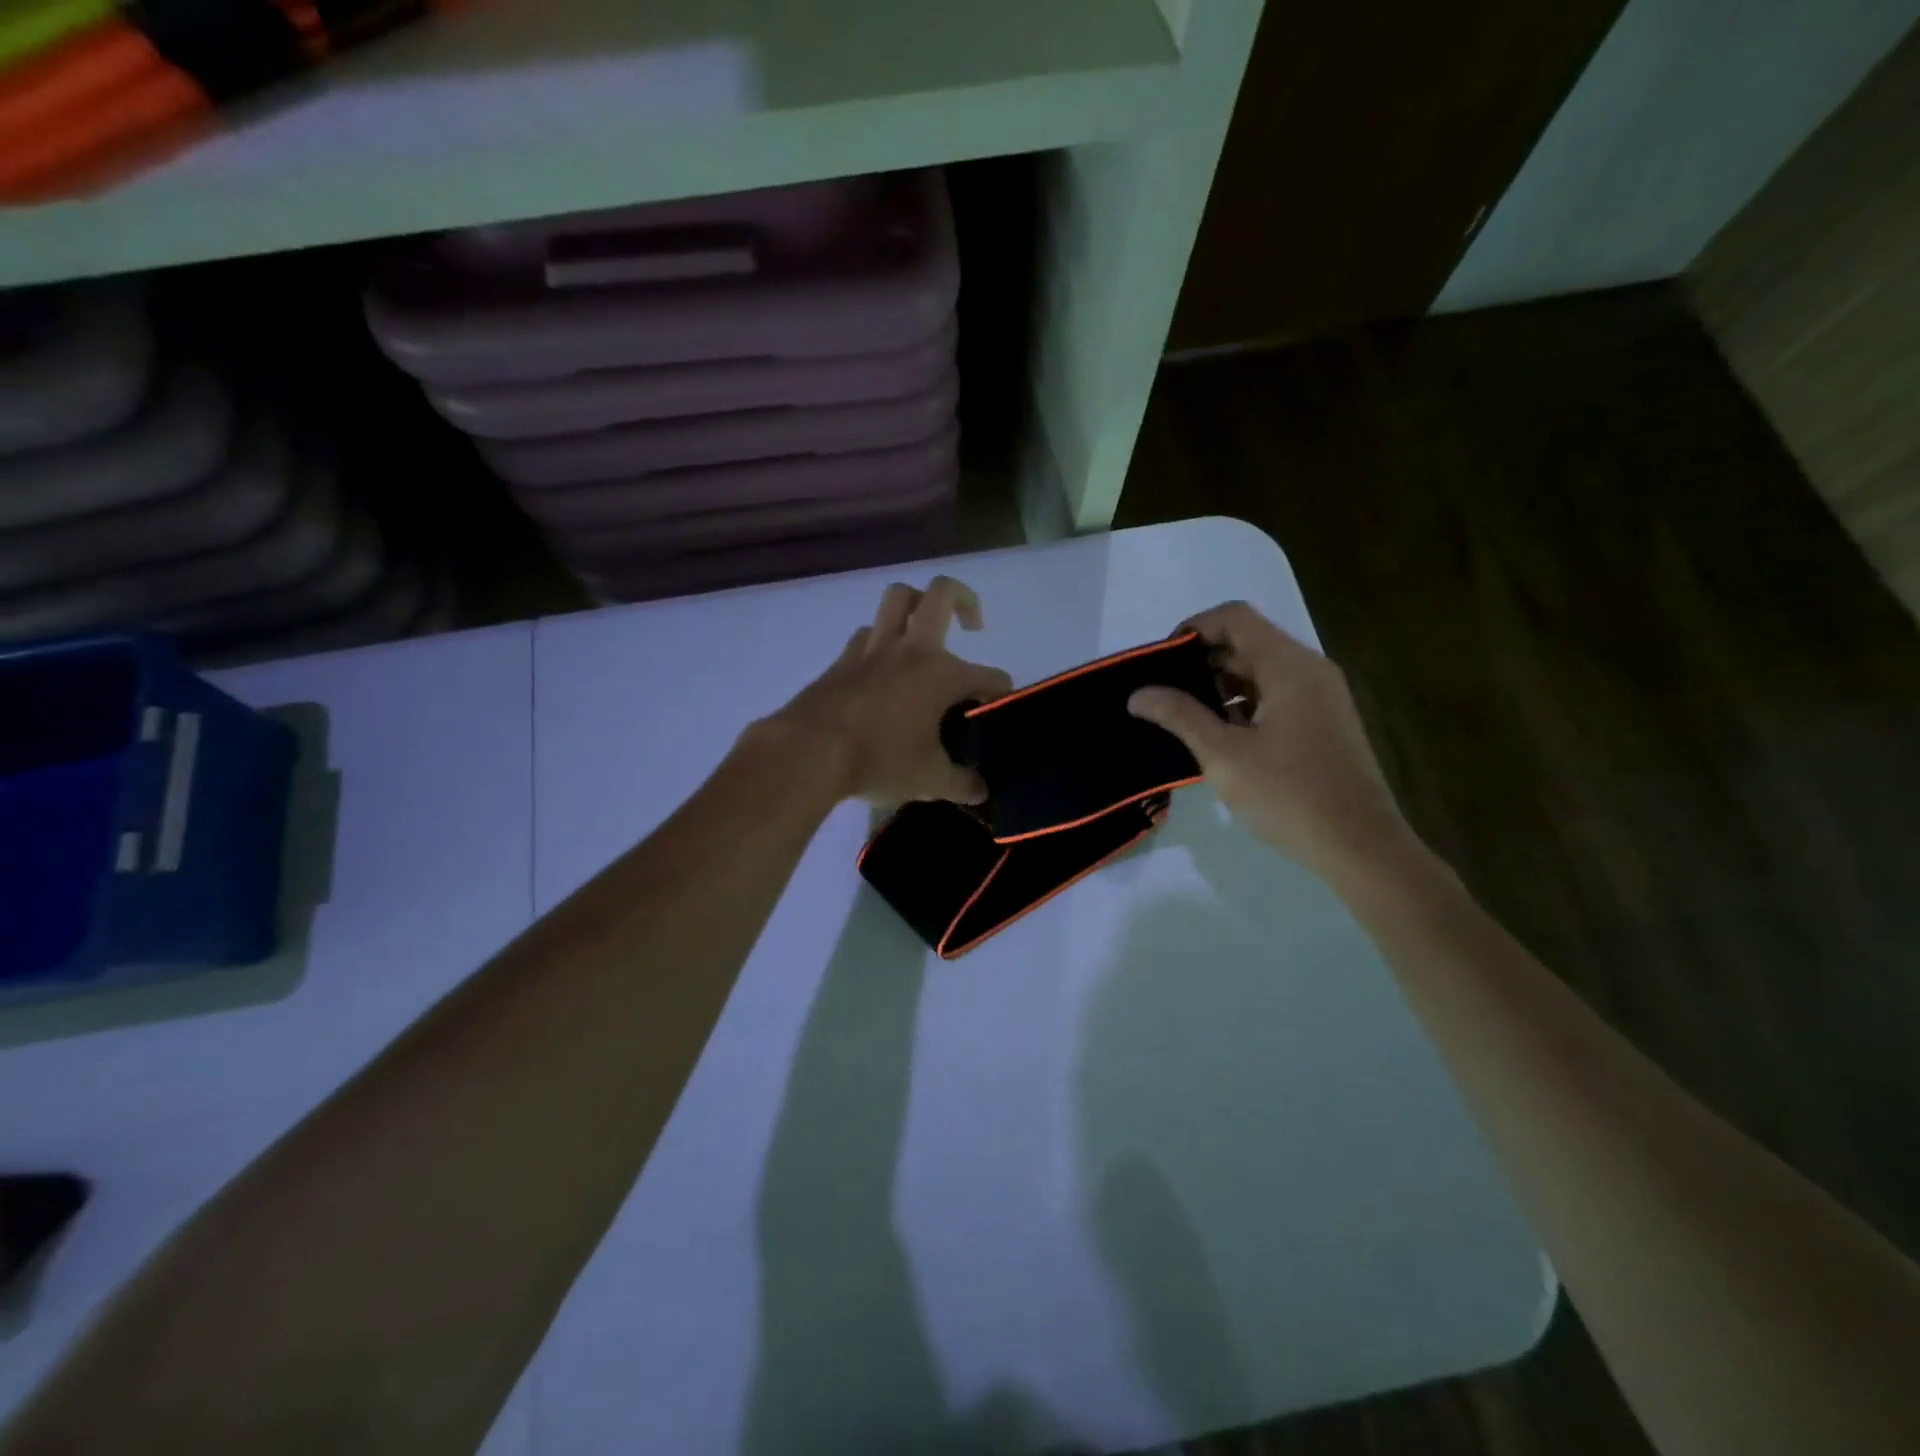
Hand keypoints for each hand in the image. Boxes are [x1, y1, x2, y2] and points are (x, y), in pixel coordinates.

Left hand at [764, 577, 1012, 806]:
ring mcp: (873, 649)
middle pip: (942, 594)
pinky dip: (879, 641)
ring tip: (923, 633)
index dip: (1001, 694)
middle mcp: (911, 649)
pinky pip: (866, 634)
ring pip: (897, 600)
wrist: (808, 751)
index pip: (989, 676)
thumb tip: (980, 791)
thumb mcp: (929, 780)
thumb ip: (961, 783)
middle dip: (966, 600)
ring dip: (916, 606)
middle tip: (972, 626)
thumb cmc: (879, 760)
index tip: (996, 714)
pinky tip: (882, 667)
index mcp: (941, 674)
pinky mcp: (843, 660)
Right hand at [1127, 601, 1419, 881]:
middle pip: (1247, 641)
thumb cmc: (1289, 795)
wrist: (1360, 846)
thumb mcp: (1223, 755)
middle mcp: (1309, 669)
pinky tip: (1219, 735)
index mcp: (1289, 665)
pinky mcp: (1323, 720)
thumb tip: (1138, 693)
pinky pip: (1276, 694)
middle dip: (1201, 660)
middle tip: (1163, 692)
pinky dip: (1243, 702)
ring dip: (1220, 683)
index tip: (1161, 663)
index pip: (1234, 617)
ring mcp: (1321, 695)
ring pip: (1260, 669)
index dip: (1192, 629)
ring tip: (1184, 716)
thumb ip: (1179, 716)